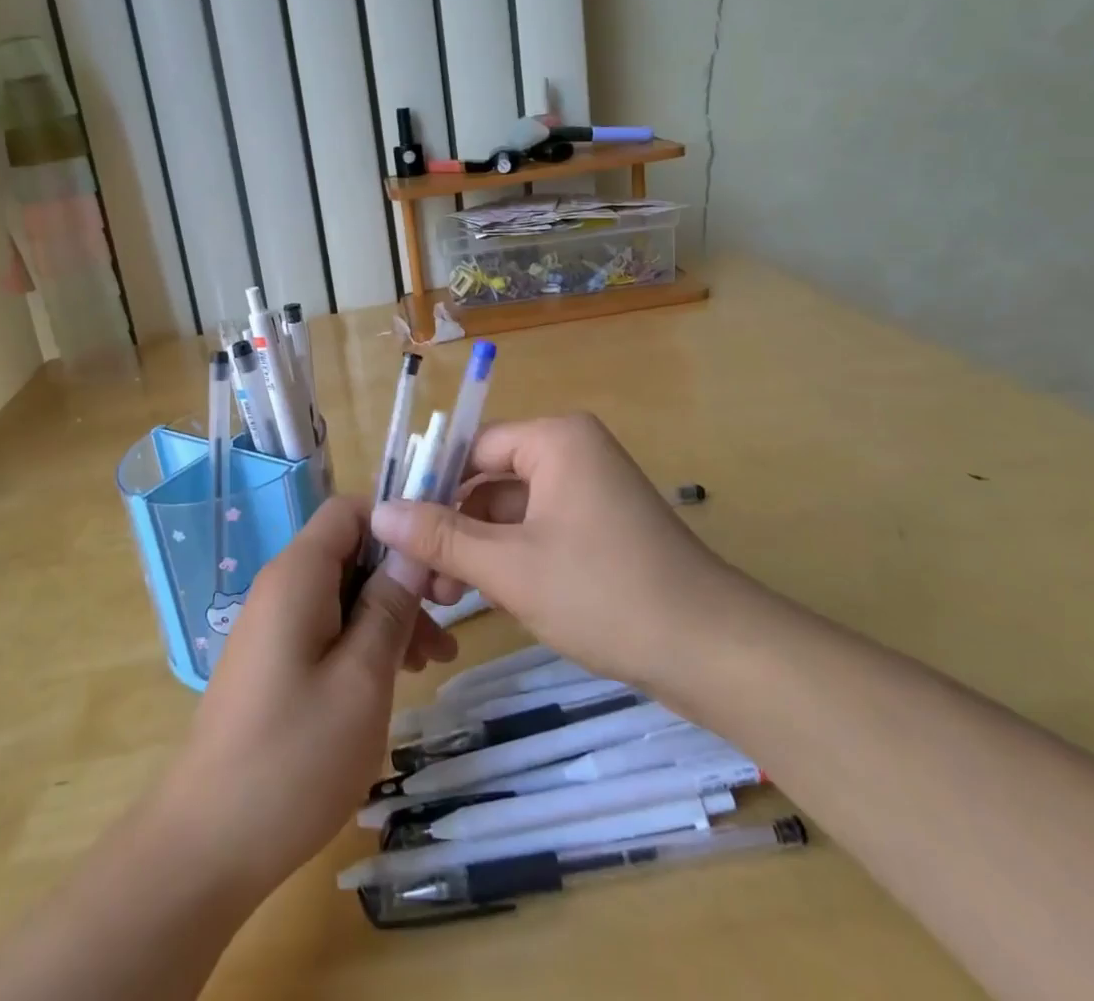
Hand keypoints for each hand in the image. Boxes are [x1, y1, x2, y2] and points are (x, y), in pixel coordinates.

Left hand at [153, 496, 456, 898]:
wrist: (207, 843)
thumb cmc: (294, 757)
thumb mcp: (362, 679)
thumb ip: (389, 607)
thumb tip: (411, 551)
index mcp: (297, 575)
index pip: (349, 510)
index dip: (397, 525)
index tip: (437, 568)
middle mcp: (280, 587)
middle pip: (350, 553)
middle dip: (401, 578)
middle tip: (447, 626)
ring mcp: (273, 626)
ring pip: (343, 593)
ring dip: (389, 615)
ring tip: (432, 664)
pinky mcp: (273, 661)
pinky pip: (326, 627)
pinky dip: (363, 641)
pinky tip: (394, 679)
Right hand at [369, 413, 736, 689]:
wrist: (714, 653)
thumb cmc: (604, 593)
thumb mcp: (511, 566)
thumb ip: (441, 537)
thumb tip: (380, 512)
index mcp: (556, 439)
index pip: (473, 449)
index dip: (431, 488)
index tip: (397, 532)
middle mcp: (573, 453)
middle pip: (491, 481)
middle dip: (453, 529)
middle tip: (422, 580)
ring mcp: (590, 492)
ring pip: (512, 512)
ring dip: (478, 550)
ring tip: (446, 598)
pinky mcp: (601, 529)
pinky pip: (539, 531)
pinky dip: (511, 560)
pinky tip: (487, 598)